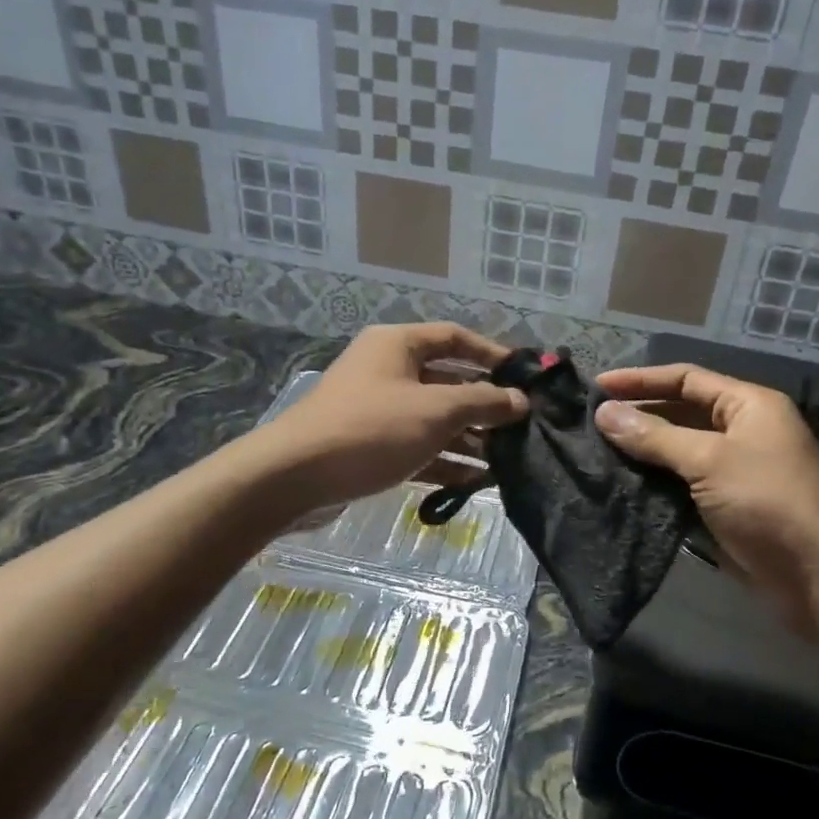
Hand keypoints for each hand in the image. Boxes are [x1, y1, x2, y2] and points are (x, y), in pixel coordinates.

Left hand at [263, 323, 527, 508]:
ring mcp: (377, 410)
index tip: (524, 377)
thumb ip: (483, 402)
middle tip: (521, 426)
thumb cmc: (372, 429)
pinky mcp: (371, 445)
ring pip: (434, 419)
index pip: (455, 338)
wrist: (294, 477)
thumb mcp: (436, 411)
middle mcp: (387, 370)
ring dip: (468, 438)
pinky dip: (445, 460)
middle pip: (447, 381)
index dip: (492, 354)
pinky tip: (475, 481)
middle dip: (484, 405)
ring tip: (506, 460)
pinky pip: (418, 446)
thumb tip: (520, 401)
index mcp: (398, 345)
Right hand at [594, 364, 818, 623]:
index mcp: (747, 405)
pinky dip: (653, 482)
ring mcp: (733, 470)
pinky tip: (620, 484)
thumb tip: (604, 413)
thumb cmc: (769, 501)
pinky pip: (681, 484)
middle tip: (589, 422)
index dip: (640, 380)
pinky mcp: (724, 506)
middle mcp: (741, 430)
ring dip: (641, 450)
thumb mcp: (710, 460)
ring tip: (595, 451)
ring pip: (677, 450)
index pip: (686, 379)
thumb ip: (655, 436)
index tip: (596, 388)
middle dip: (638, 414)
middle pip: (680, 412)